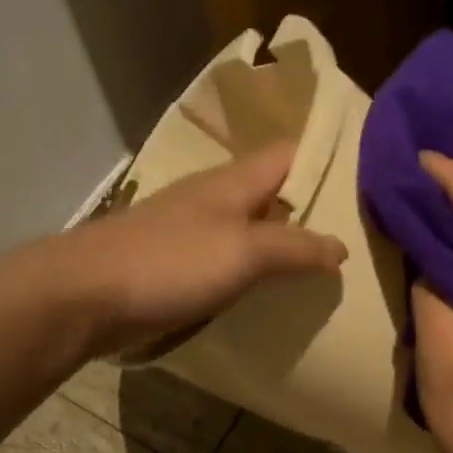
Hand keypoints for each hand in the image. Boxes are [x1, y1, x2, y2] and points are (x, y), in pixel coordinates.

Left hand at [56, 141, 347, 355]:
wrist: (86, 296)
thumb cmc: (169, 263)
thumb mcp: (243, 252)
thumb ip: (294, 248)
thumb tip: (341, 248)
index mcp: (232, 182)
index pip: (288, 155)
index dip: (325, 162)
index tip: (365, 184)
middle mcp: (213, 200)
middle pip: (271, 195)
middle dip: (309, 212)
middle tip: (355, 238)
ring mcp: (191, 234)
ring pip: (249, 231)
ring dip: (282, 248)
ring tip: (323, 273)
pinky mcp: (175, 268)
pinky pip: (227, 264)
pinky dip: (253, 276)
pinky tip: (270, 297)